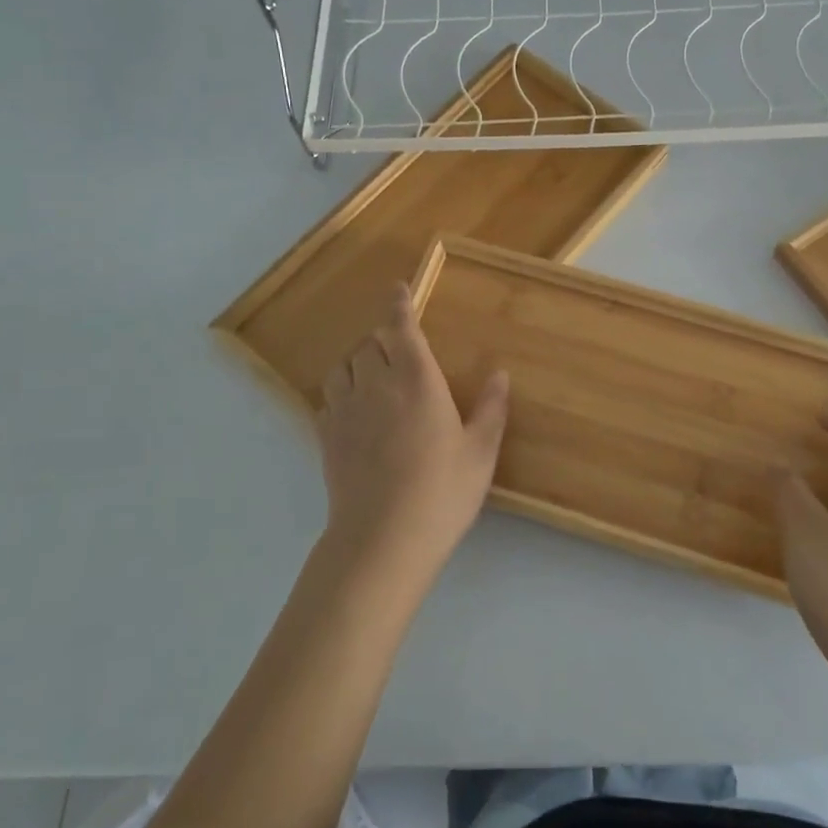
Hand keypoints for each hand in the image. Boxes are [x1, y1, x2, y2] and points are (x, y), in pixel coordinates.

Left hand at [318, 284, 509, 588]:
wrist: (383, 539)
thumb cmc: (442, 492)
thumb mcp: (481, 452)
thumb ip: (491, 408)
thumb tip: (500, 374)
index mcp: (417, 380)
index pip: (401, 328)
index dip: (399, 305)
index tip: (398, 288)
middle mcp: (377, 384)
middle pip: (370, 343)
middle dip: (383, 337)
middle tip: (400, 349)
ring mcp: (347, 410)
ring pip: (344, 366)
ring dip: (358, 361)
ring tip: (374, 374)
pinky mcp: (327, 437)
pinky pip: (329, 397)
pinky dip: (342, 391)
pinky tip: (355, 409)